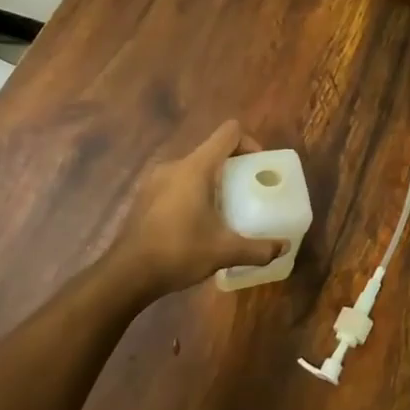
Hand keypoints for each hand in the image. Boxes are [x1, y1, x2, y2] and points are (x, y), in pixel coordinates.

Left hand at [107, 120, 285, 296]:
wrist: (125, 275)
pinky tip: (195, 223)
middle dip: (233, 167)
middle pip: (212, 151)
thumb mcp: (224, 252)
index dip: (249, 143)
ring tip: (223, 211)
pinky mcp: (144, 197)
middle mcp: (175, 165)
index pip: (229, 133)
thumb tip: (284, 247)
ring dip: (211, 182)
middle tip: (246, 193)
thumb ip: (258, 249)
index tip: (257, 167)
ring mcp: (155, 180)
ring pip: (193, 168)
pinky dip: (192, 193)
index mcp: (196, 168)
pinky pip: (177, 183)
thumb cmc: (178, 252)